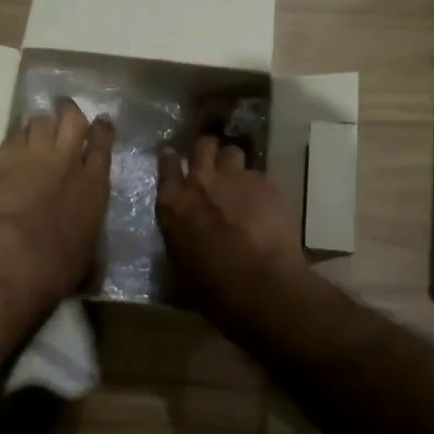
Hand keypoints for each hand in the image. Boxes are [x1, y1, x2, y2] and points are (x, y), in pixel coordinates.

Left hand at [0, 98, 113, 309]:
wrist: (19, 257)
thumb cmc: (61, 264)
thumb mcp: (90, 243)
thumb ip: (89, 217)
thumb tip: (86, 218)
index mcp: (95, 183)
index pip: (102, 142)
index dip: (102, 128)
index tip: (101, 122)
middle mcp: (68, 159)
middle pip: (72, 119)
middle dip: (69, 110)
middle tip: (65, 108)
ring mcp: (35, 155)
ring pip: (40, 120)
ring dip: (41, 123)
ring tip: (36, 128)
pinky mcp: (5, 158)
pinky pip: (13, 134)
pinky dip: (17, 135)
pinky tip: (14, 142)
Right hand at [157, 134, 306, 301]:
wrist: (259, 283)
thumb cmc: (212, 287)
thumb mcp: (179, 264)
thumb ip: (179, 236)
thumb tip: (183, 235)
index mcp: (173, 203)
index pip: (167, 164)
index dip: (171, 159)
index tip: (173, 158)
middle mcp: (201, 181)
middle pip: (202, 145)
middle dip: (206, 150)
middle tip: (212, 163)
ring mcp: (235, 177)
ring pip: (233, 152)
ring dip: (233, 163)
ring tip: (239, 182)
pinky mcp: (265, 182)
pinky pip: (259, 175)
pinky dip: (259, 187)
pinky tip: (266, 205)